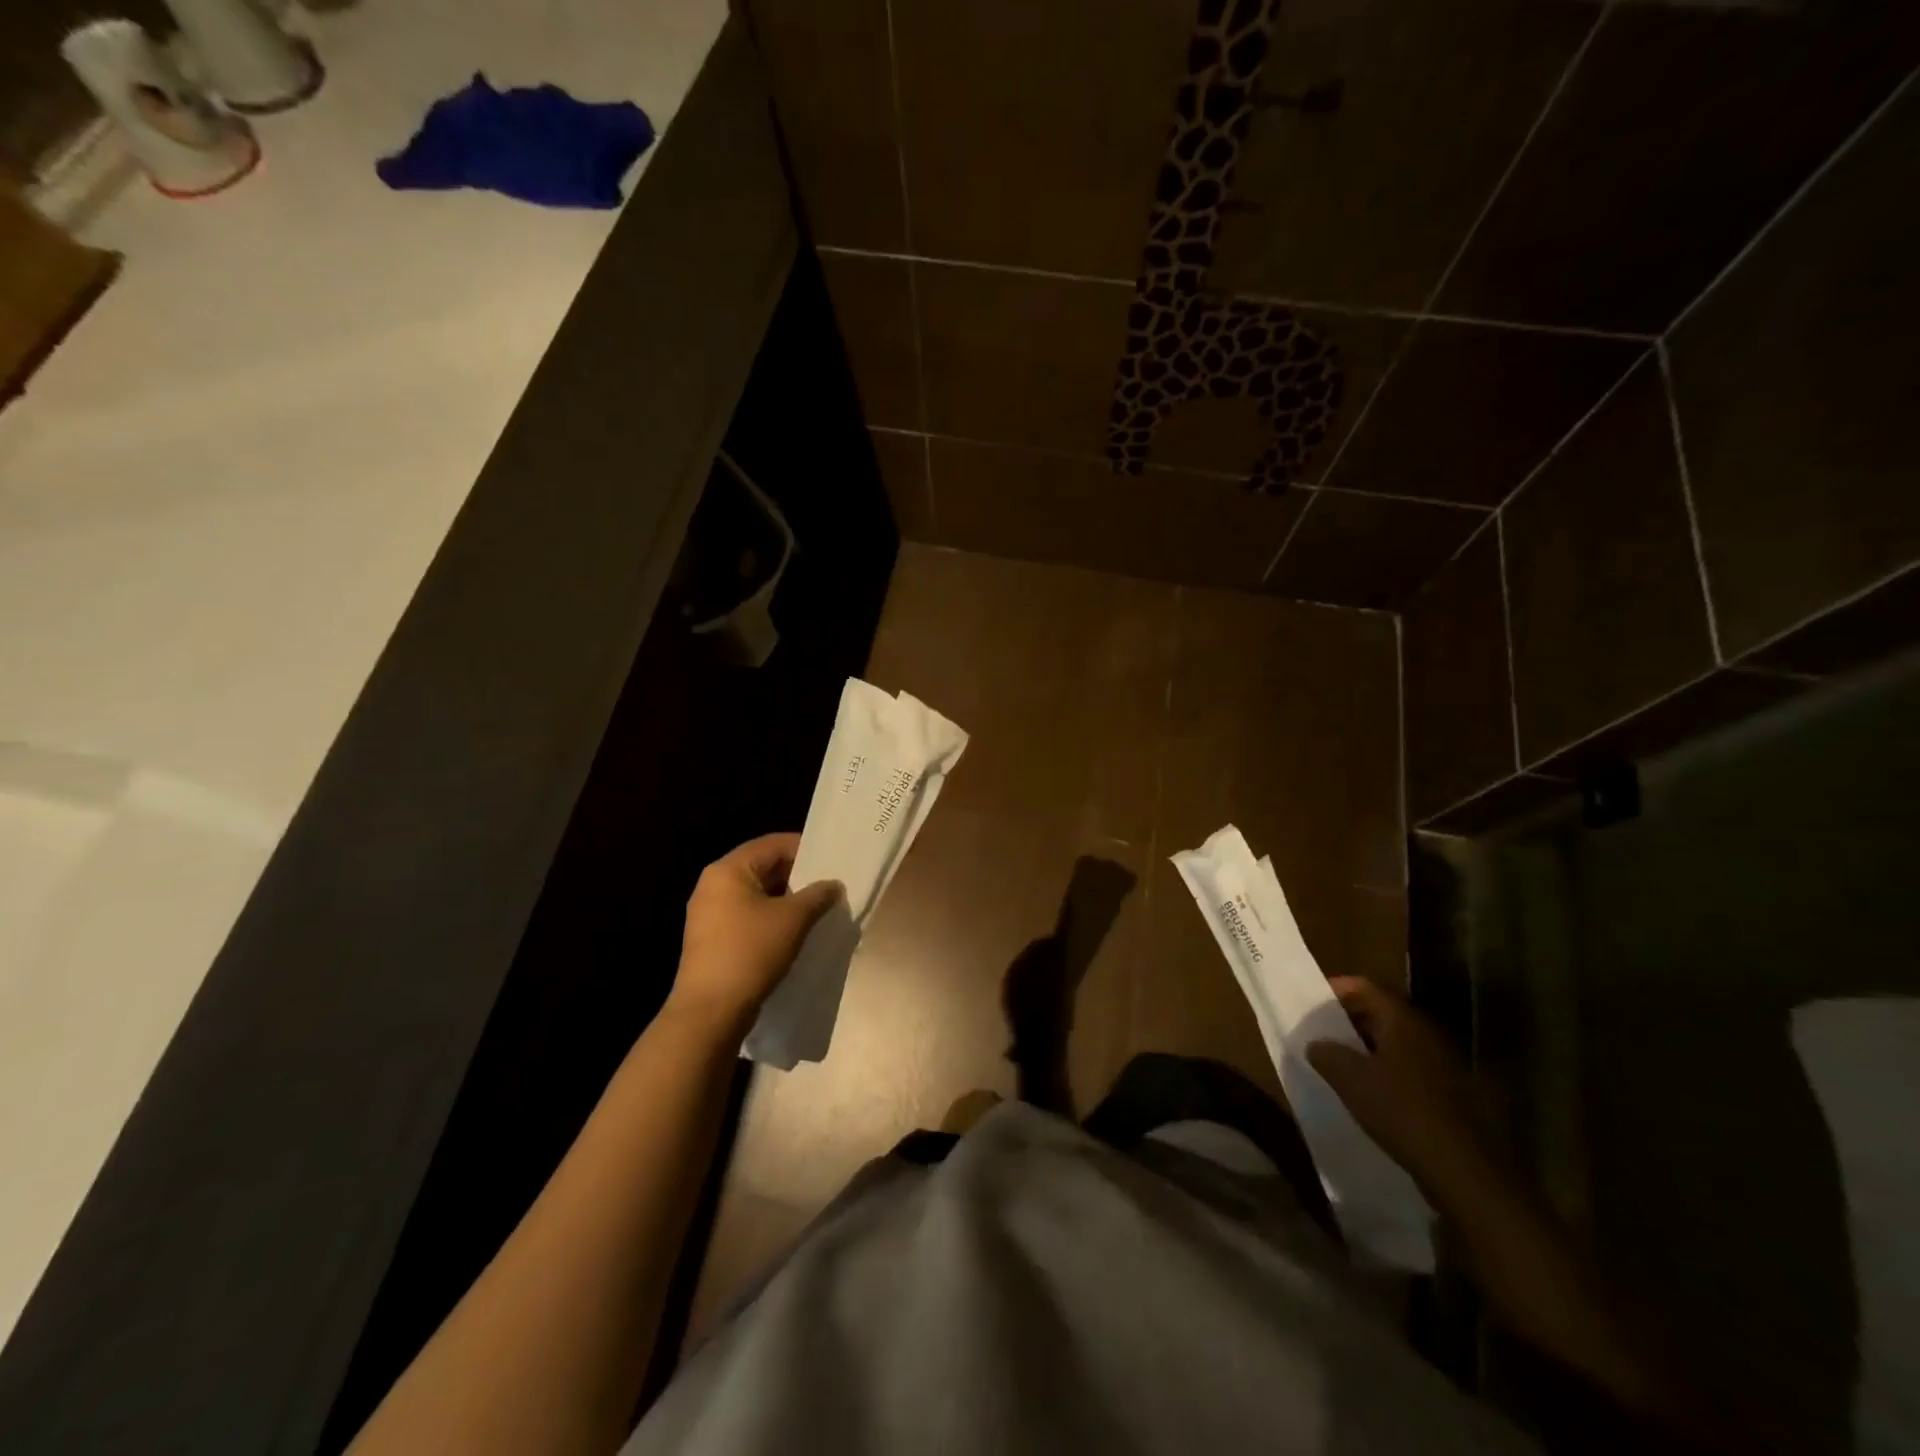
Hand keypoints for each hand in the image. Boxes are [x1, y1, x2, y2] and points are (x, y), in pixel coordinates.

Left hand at [668, 833, 842, 1036]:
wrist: (710, 1012)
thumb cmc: (750, 953)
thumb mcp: (793, 919)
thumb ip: (817, 895)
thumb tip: (834, 885)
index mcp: (728, 870)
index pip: (773, 844)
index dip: (806, 849)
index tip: (833, 861)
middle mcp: (713, 884)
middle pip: (763, 867)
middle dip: (798, 876)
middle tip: (829, 886)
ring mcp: (709, 913)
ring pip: (757, 894)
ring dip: (787, 900)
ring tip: (818, 910)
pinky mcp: (711, 939)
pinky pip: (747, 916)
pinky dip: (771, 918)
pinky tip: (794, 932)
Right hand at [1308, 977, 1512, 1212]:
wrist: (1467, 1173)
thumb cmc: (1402, 1113)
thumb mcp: (1350, 1080)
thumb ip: (1327, 1054)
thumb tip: (1316, 1043)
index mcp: (1404, 1022)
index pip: (1367, 987)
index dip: (1338, 988)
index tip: (1313, 1001)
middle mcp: (1429, 1035)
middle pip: (1385, 1013)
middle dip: (1352, 1020)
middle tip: (1324, 1033)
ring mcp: (1447, 1066)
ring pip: (1400, 1044)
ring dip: (1372, 1049)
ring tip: (1344, 1065)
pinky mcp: (1457, 1097)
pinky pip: (1414, 1071)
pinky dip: (1391, 1073)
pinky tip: (1375, 1095)